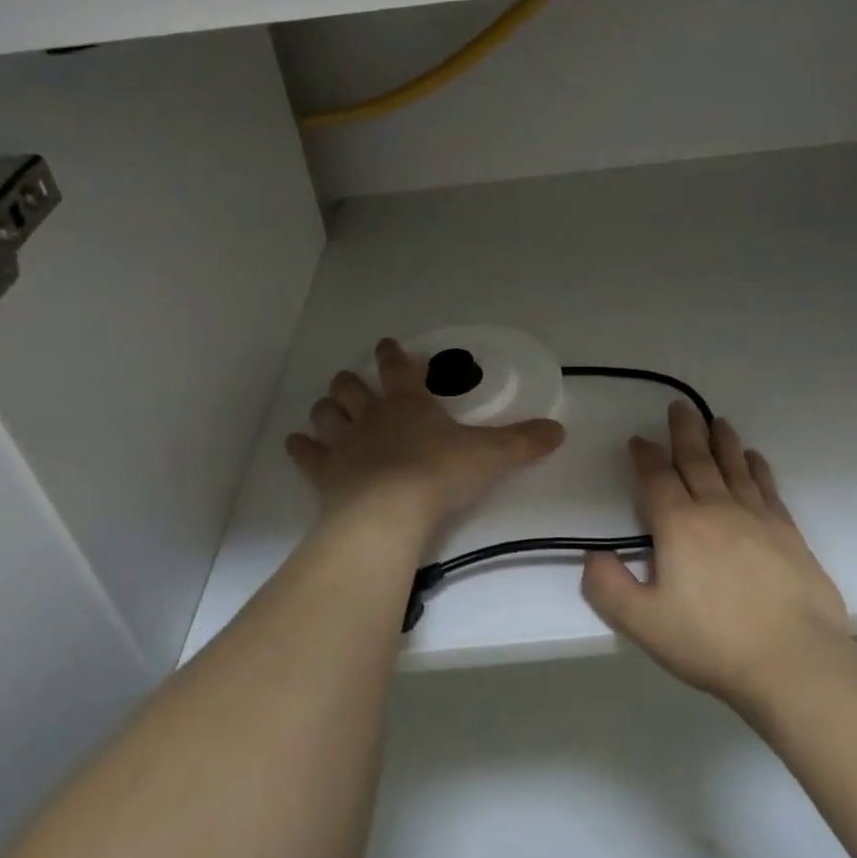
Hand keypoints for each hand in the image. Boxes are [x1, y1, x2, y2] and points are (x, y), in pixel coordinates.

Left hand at [286, 339, 565, 530]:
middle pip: (351, 387)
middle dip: (351, 382)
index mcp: (408, 403)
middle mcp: (372, 415)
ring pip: (326, 413)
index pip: (397, 367)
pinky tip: (297, 444)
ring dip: (327, 409)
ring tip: (328, 410)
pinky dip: (301, 447)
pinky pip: (306, 454)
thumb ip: (524, 442)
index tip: (387, 344)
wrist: (389, 513)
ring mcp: (343, 443)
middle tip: (352, 382)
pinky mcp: (324, 473)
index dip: (393, 354)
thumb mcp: (491, 456)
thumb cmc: (439, 474)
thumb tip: (559, 430)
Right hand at [581, 402, 852, 711]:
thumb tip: (593, 555)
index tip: (638, 440)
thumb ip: (608, 587)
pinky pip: (768, 487)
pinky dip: (758, 468)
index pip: (656, 478)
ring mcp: (757, 517)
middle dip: (684, 432)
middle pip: (697, 460)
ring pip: (734, 467)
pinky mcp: (788, 533)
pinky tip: (755, 459)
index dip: (644, 456)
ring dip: (722, 441)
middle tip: (680, 406)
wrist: (794, 661)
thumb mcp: (643, 623)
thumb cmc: (712, 641)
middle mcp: (717, 509)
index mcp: (679, 525)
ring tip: (718, 421)